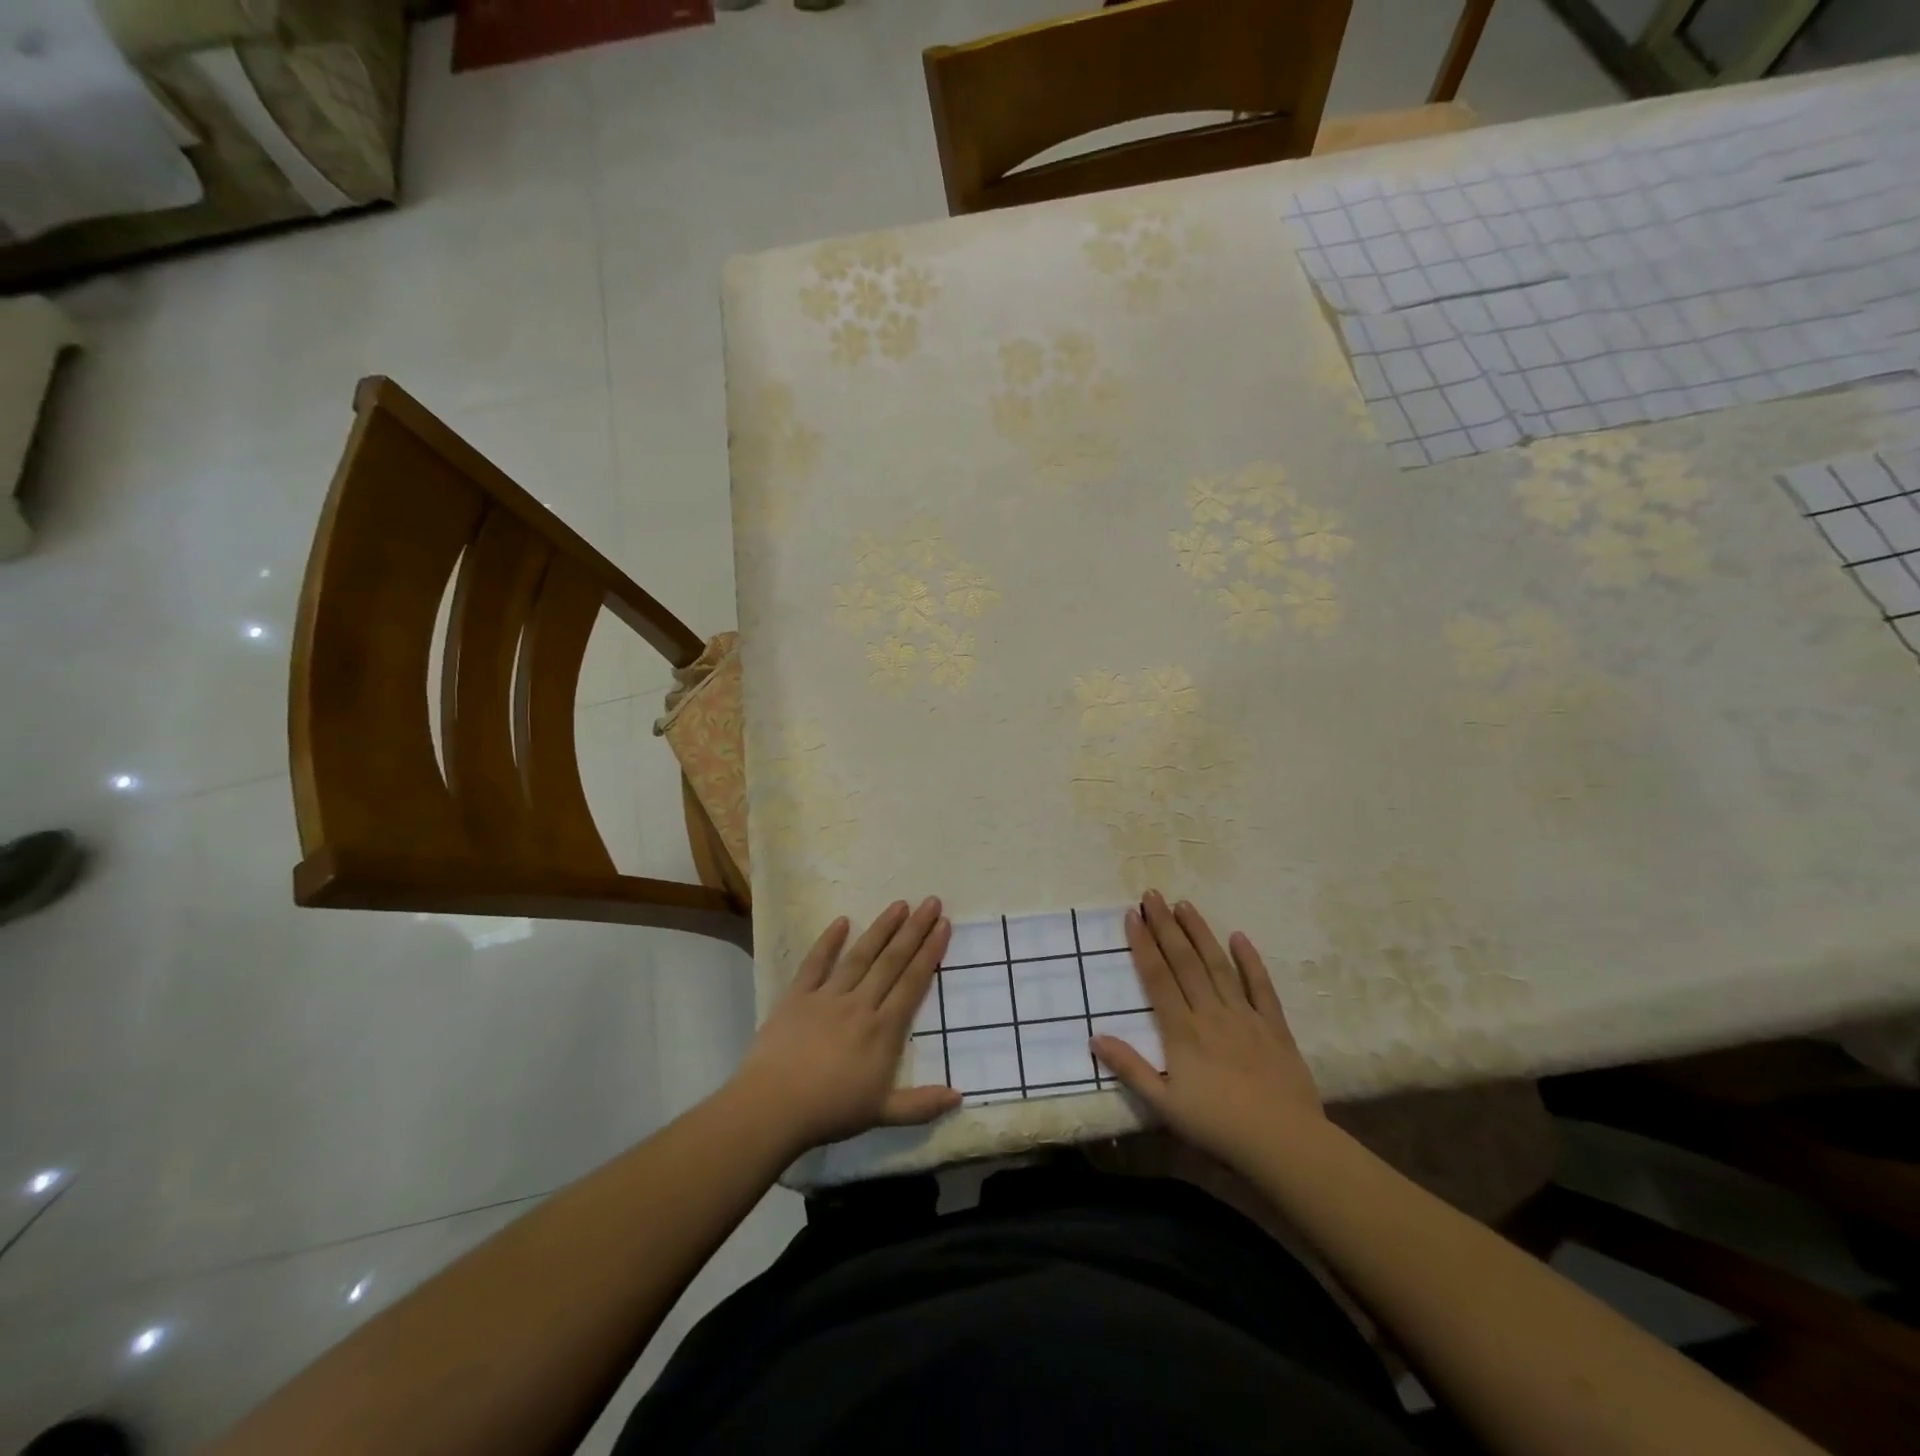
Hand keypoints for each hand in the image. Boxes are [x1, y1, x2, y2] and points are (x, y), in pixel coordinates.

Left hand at [733, 898, 960, 1153]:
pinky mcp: (797, 996)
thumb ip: (921, 1105)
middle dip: (914, 930)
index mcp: (883, 1030)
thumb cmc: (830, 1111)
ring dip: (881, 928)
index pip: (912, 982)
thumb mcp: (881, 1113)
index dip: (930, 952)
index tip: (944, 925)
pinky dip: (828, 941)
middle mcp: (860, 1004)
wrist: (772, 1107)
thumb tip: (959, 1095)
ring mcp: (827, 997)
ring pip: (860, 955)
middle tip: (931, 901)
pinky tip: (841, 921)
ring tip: (899, 904)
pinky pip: (815, 963)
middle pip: (892, 961)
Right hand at [1091, 891, 1323, 1168]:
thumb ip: (1130, 1068)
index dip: (1143, 944)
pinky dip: (1250, 960)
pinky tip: (1239, 936)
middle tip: (1152, 895)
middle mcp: (1211, 1013)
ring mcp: (1244, 1016)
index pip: (1157, 977)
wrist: (1284, 1143)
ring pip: (1217, 965)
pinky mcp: (1274, 1026)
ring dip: (1199, 933)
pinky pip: (1260, 986)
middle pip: (1184, 961)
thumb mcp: (1164, 1105)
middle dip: (1165, 926)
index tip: (1131, 915)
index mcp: (1182, 1031)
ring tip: (1184, 904)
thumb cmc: (1218, 1126)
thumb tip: (1094, 1037)